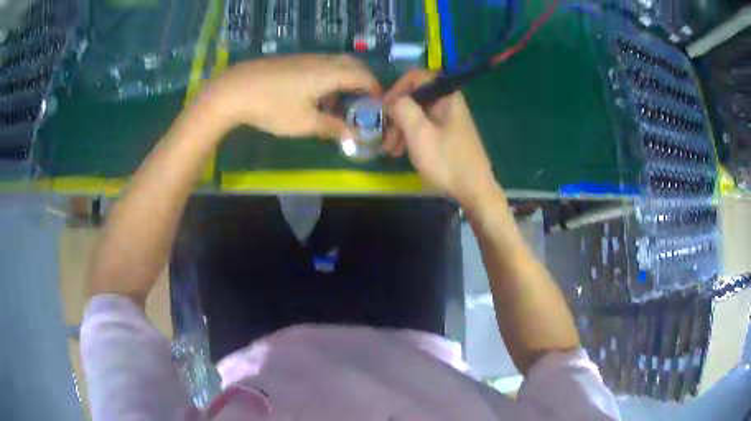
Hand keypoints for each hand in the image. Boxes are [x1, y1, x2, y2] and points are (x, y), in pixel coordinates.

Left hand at [202, 54, 381, 139]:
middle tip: (363, 102)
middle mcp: (320, 61)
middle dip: (362, 81)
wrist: (233, 90)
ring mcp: (304, 58)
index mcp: (329, 73)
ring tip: (337, 105)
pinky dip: (327, 79)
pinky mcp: (290, 61)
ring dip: (343, 81)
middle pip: (351, 65)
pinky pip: (319, 66)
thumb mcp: (304, 123)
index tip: (380, 104)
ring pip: (334, 64)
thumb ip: (332, 127)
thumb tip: (354, 135)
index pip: (363, 76)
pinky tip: (314, 97)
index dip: (375, 89)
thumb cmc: (272, 107)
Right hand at [383, 70, 498, 207]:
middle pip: (415, 98)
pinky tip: (403, 152)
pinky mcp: (448, 136)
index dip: (397, 89)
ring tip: (392, 151)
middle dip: (397, 116)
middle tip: (386, 139)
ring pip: (418, 115)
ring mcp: (449, 121)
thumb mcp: (419, 134)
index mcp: (447, 97)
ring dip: (401, 130)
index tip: (384, 110)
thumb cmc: (447, 162)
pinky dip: (411, 137)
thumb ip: (403, 109)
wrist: (474, 192)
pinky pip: (425, 128)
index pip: (416, 77)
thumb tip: (393, 101)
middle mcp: (449, 104)